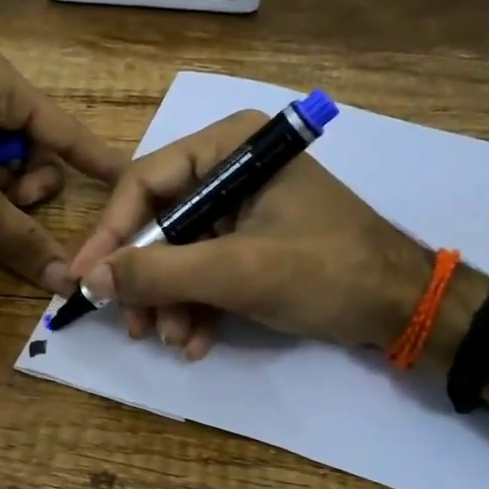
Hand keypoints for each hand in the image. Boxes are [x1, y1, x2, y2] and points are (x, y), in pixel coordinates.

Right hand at [69, 110, 428, 358]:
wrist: (404, 308)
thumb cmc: (327, 272)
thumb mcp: (238, 272)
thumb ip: (160, 272)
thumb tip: (90, 279)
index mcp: (231, 146)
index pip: (146, 182)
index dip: (110, 234)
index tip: (84, 280)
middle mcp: (231, 167)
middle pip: (160, 221)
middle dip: (147, 280)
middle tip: (133, 326)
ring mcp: (242, 207)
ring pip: (180, 252)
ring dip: (170, 302)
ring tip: (173, 342)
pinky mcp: (252, 241)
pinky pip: (205, 269)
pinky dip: (196, 306)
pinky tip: (196, 342)